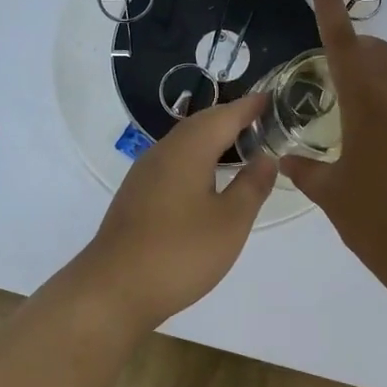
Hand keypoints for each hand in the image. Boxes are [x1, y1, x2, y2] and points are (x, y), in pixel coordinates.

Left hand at [77, 95, 278, 330]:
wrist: (114, 289)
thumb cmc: (179, 252)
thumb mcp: (230, 222)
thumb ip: (252, 185)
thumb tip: (267, 156)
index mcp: (188, 150)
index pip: (225, 115)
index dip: (249, 107)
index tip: (272, 98)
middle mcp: (163, 151)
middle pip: (201, 124)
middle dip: (230, 118)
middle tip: (260, 120)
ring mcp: (145, 173)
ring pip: (184, 142)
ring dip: (212, 138)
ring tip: (239, 145)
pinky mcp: (136, 194)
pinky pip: (173, 161)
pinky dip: (197, 157)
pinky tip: (207, 178)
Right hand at [281, 0, 386, 288]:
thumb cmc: (379, 224)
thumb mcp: (332, 197)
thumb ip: (307, 171)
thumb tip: (288, 159)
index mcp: (369, 107)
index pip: (344, 43)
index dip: (330, 3)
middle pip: (377, 52)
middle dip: (352, 45)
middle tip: (324, 68)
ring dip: (370, 81)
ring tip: (345, 117)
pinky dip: (385, 111)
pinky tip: (373, 151)